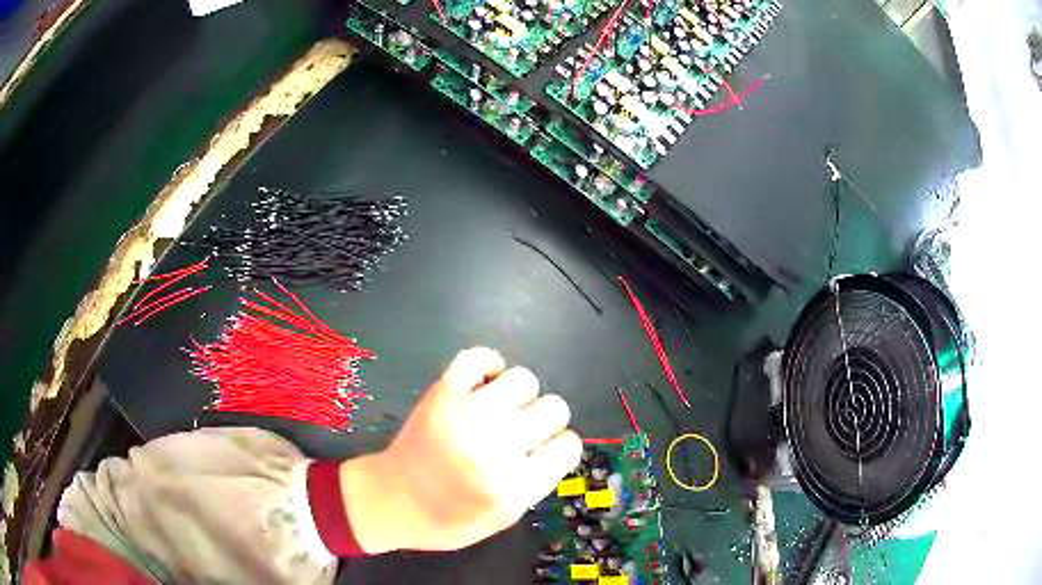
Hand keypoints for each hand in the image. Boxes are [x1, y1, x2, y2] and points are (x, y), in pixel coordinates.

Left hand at [339, 347, 581, 552]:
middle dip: (545, 422)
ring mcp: (467, 414)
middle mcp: (495, 446)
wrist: (391, 500)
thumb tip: (555, 444)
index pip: (568, 446)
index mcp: (513, 486)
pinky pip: (479, 357)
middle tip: (522, 434)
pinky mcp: (442, 393)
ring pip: (525, 380)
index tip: (545, 452)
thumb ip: (537, 482)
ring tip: (502, 412)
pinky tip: (485, 386)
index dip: (560, 449)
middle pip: (554, 408)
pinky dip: (488, 366)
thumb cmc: (447, 520)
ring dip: (520, 397)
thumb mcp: (503, 518)